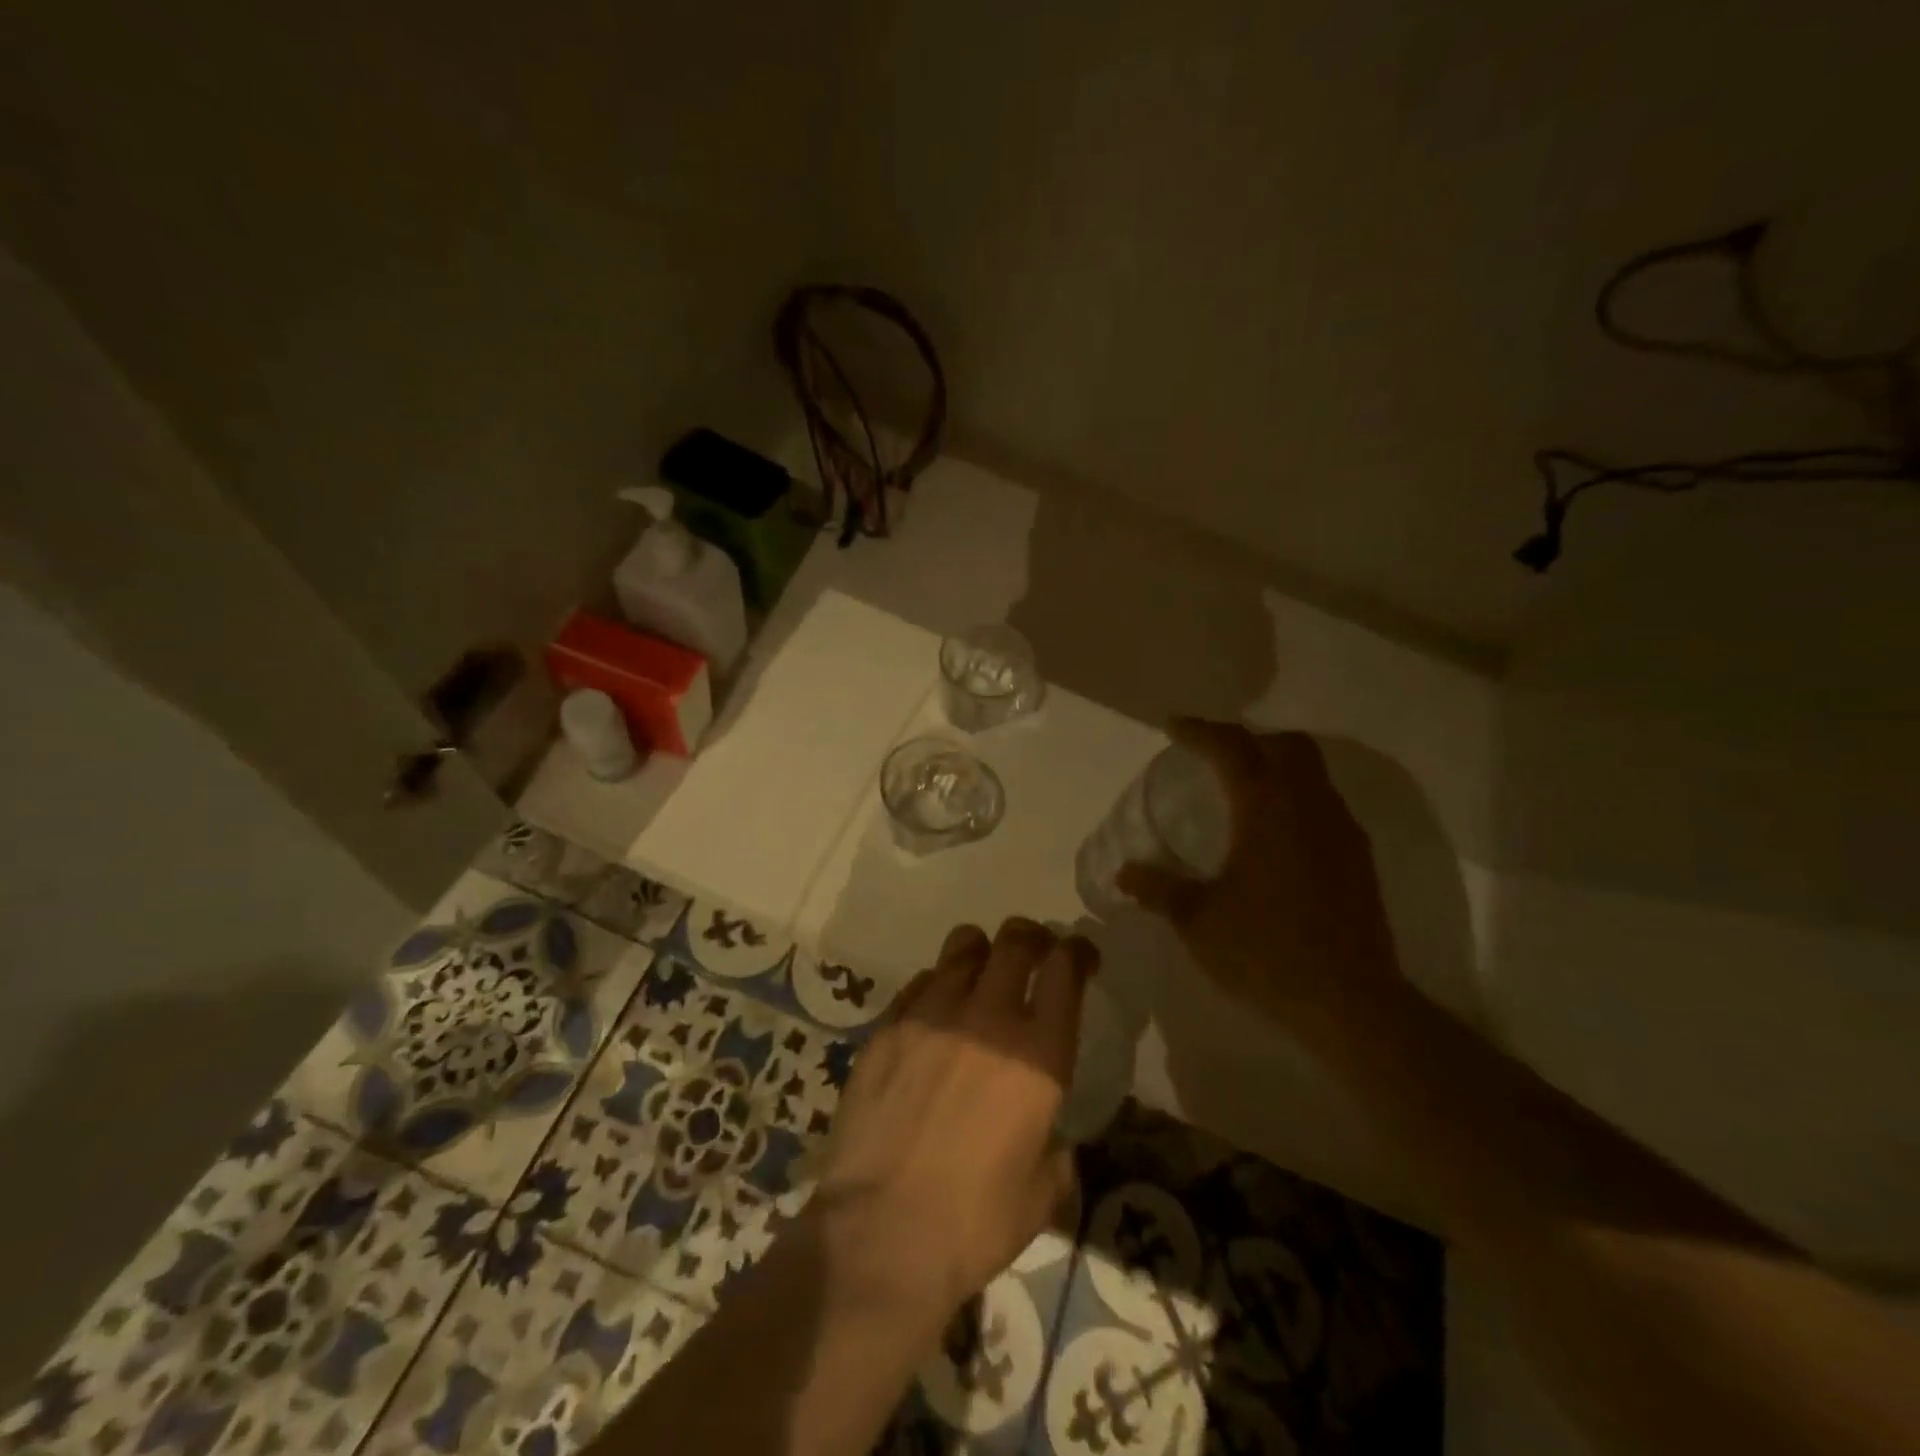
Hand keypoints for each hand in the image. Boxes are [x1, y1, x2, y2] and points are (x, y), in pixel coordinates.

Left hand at [811, 919, 1095, 1318]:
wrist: (880, 1234)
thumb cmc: (973, 1223)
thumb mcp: (1042, 1193)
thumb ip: (1055, 1147)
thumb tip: (1048, 1134)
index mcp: (1038, 1054)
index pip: (1065, 968)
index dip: (1078, 951)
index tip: (1081, 956)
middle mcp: (988, 1017)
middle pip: (1016, 941)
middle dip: (1032, 938)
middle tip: (1035, 953)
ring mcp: (932, 1014)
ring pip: (963, 947)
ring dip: (982, 952)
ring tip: (982, 973)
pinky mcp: (888, 1026)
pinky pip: (920, 981)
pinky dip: (937, 985)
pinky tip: (935, 1013)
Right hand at [1117, 719, 1400, 1031]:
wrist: (1352, 1003)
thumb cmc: (1267, 952)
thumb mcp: (1198, 921)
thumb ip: (1159, 889)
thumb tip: (1124, 874)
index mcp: (1268, 810)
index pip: (1234, 749)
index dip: (1201, 731)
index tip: (1173, 727)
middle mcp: (1310, 807)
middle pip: (1285, 745)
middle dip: (1245, 738)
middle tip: (1210, 752)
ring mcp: (1341, 830)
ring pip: (1311, 771)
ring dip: (1274, 764)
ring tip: (1238, 786)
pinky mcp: (1357, 857)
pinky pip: (1323, 801)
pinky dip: (1293, 794)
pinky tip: (1271, 831)